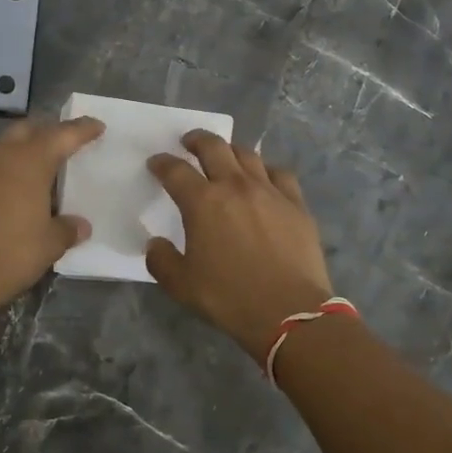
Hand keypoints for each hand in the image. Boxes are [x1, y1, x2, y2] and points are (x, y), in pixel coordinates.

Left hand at [0, 116, 103, 317]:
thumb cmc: (10, 253)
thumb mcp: (49, 244)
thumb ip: (67, 229)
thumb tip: (80, 225)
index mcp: (30, 161)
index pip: (62, 135)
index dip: (82, 129)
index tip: (97, 126)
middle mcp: (3, 156)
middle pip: (29, 130)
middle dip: (49, 131)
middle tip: (67, 143)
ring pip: (6, 147)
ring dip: (25, 151)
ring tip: (44, 171)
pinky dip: (9, 171)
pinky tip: (18, 192)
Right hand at [145, 131, 333, 364]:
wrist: (290, 312)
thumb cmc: (229, 298)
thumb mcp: (181, 286)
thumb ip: (161, 260)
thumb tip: (155, 244)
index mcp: (202, 202)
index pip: (175, 171)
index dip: (162, 163)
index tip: (156, 163)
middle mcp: (235, 186)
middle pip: (213, 147)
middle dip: (197, 140)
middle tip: (189, 142)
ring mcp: (269, 191)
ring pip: (248, 155)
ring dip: (231, 150)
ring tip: (225, 156)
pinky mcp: (296, 204)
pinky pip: (280, 174)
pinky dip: (266, 170)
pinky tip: (264, 179)